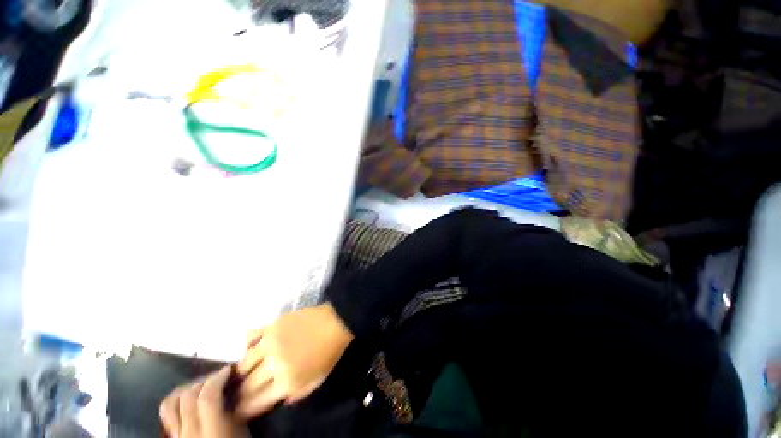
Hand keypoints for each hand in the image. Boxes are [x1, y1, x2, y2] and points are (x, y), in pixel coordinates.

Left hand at [160, 367, 248, 437]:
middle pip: (188, 397)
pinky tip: (189, 399)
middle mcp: (190, 434)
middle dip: (204, 380)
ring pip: (170, 404)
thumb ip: (234, 410)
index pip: (208, 398)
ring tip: (201, 384)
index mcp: (212, 433)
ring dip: (187, 388)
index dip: (218, 378)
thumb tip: (233, 386)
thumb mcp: (241, 431)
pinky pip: (168, 415)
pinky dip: (177, 401)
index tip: (229, 369)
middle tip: (219, 375)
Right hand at [235, 303, 353, 418]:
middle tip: (238, 394)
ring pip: (243, 363)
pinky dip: (247, 344)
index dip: (242, 411)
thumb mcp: (316, 381)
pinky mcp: (273, 324)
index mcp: (288, 382)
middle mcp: (274, 364)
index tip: (238, 411)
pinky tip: (252, 348)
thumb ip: (295, 395)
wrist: (337, 321)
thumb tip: (275, 400)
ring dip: (241, 371)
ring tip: (244, 372)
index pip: (253, 404)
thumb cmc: (329, 353)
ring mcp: (271, 342)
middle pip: (245, 386)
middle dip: (239, 394)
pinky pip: (250, 336)